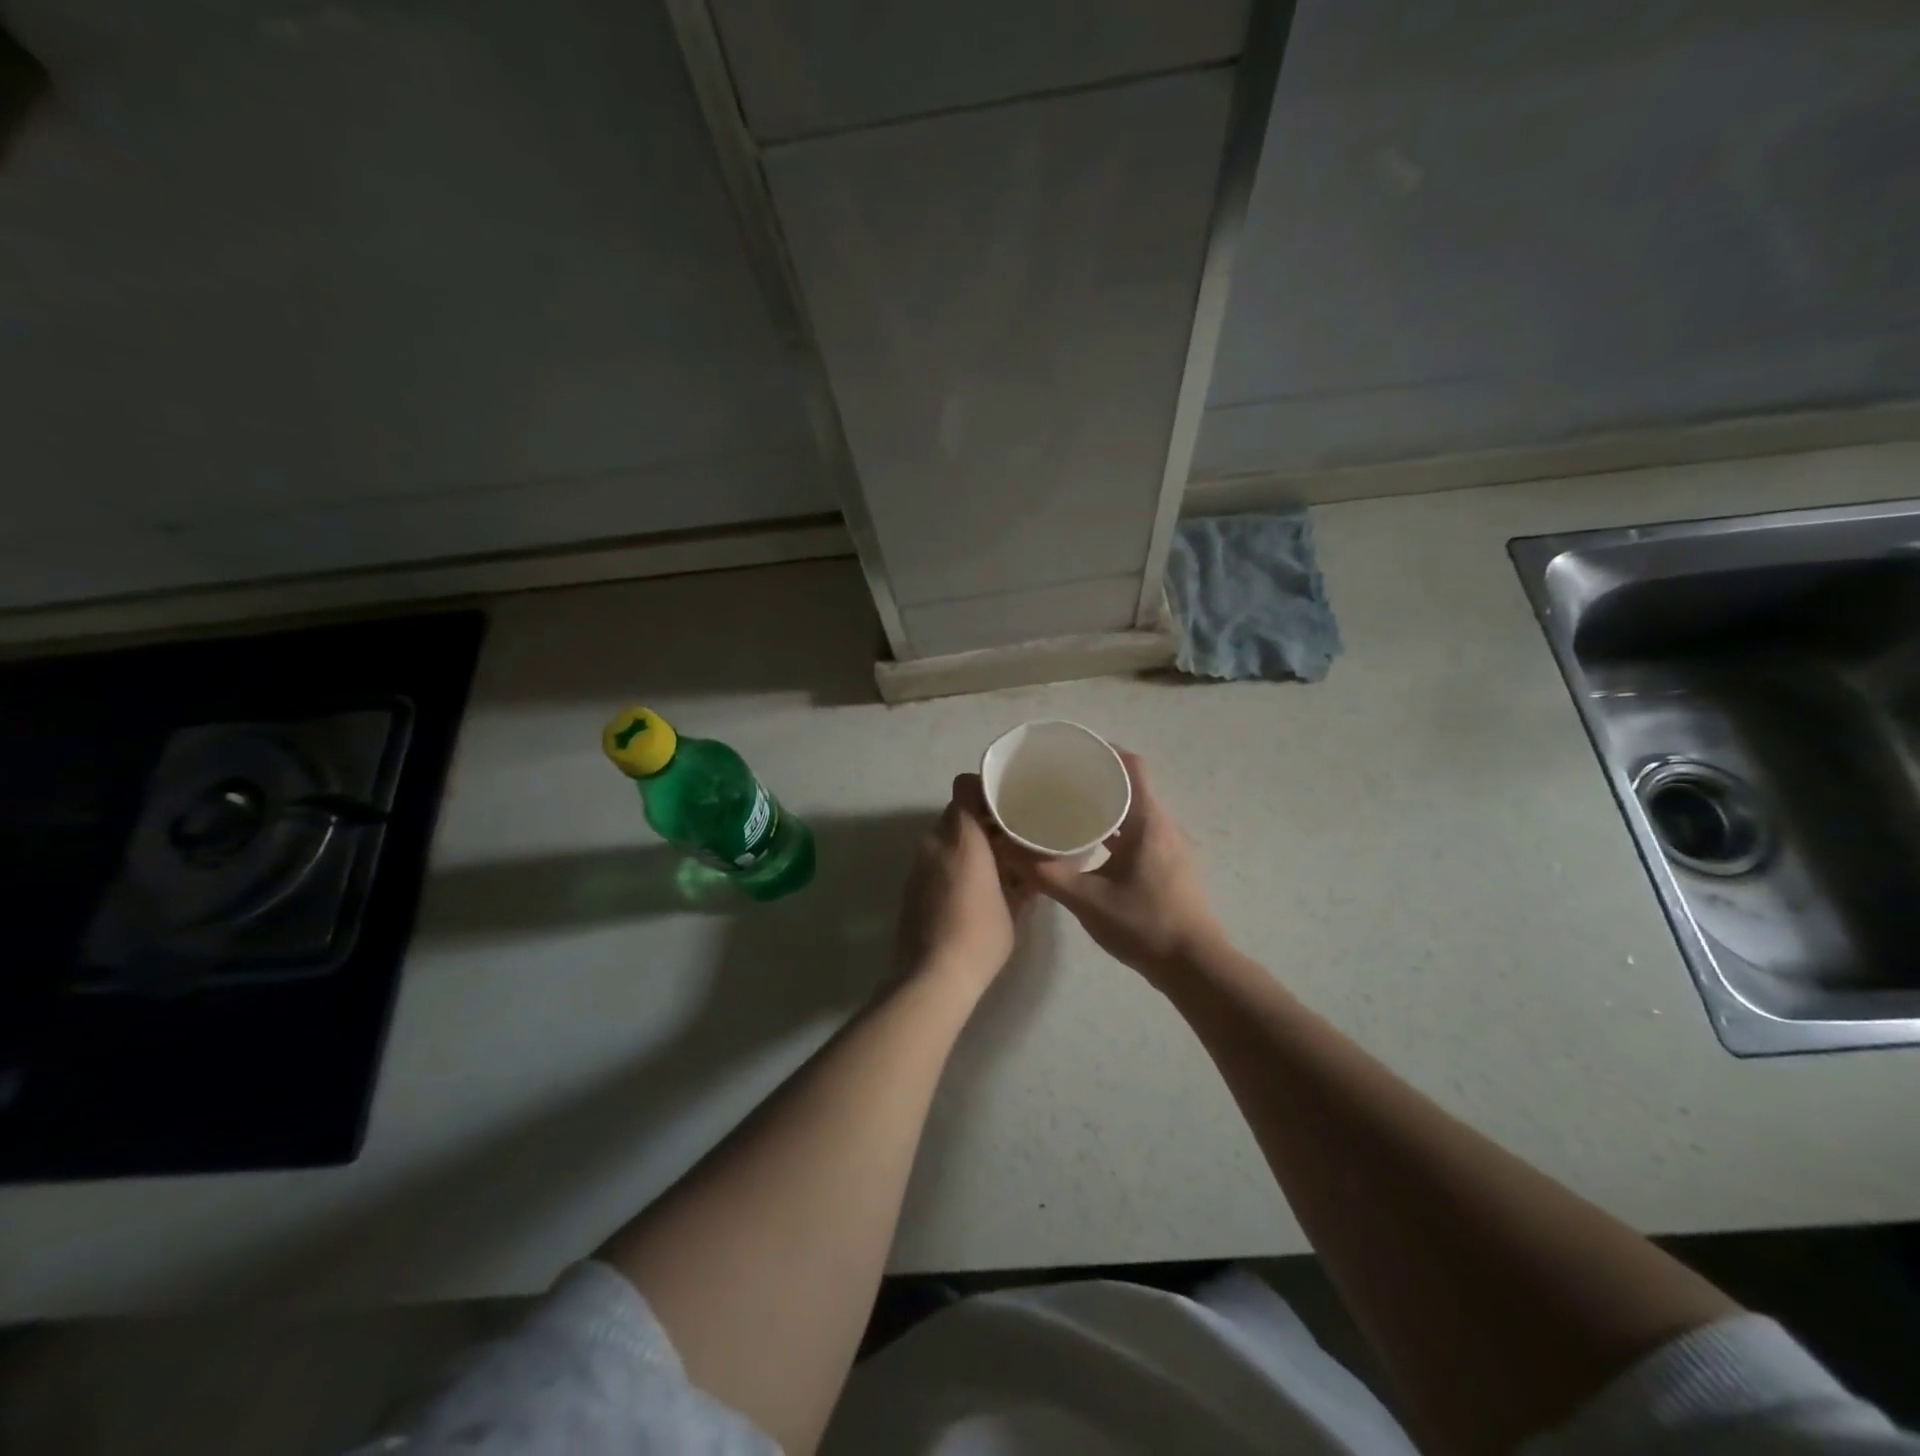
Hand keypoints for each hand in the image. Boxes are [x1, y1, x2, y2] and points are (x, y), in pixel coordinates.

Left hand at [896, 774, 1032, 987]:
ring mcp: (918, 864)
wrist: (931, 976)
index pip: (965, 789)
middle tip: (1009, 835)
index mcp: (963, 839)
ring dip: (966, 843)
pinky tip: (972, 885)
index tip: (1006, 800)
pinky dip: (952, 862)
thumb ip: (1023, 880)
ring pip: (945, 837)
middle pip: (956, 813)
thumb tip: (1033, 869)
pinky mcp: (910, 885)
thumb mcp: (1014, 909)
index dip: (984, 788)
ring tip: (994, 862)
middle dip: (980, 820)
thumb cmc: (980, 937)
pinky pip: (935, 859)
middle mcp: (935, 842)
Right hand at [1018, 749, 1223, 984]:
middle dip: (1097, 779)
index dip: (1104, 752)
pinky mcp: (1171, 866)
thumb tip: (1007, 849)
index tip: (1072, 753)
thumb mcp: (1086, 900)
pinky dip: (1116, 829)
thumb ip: (1046, 873)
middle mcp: (1164, 826)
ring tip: (1069, 809)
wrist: (1195, 967)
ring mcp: (1171, 847)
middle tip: (1059, 782)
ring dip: (1107, 806)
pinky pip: (1140, 833)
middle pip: (1132, 786)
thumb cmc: (1144, 925)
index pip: (1132, 766)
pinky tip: (1092, 846)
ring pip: (1136, 812)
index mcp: (1148, 822)